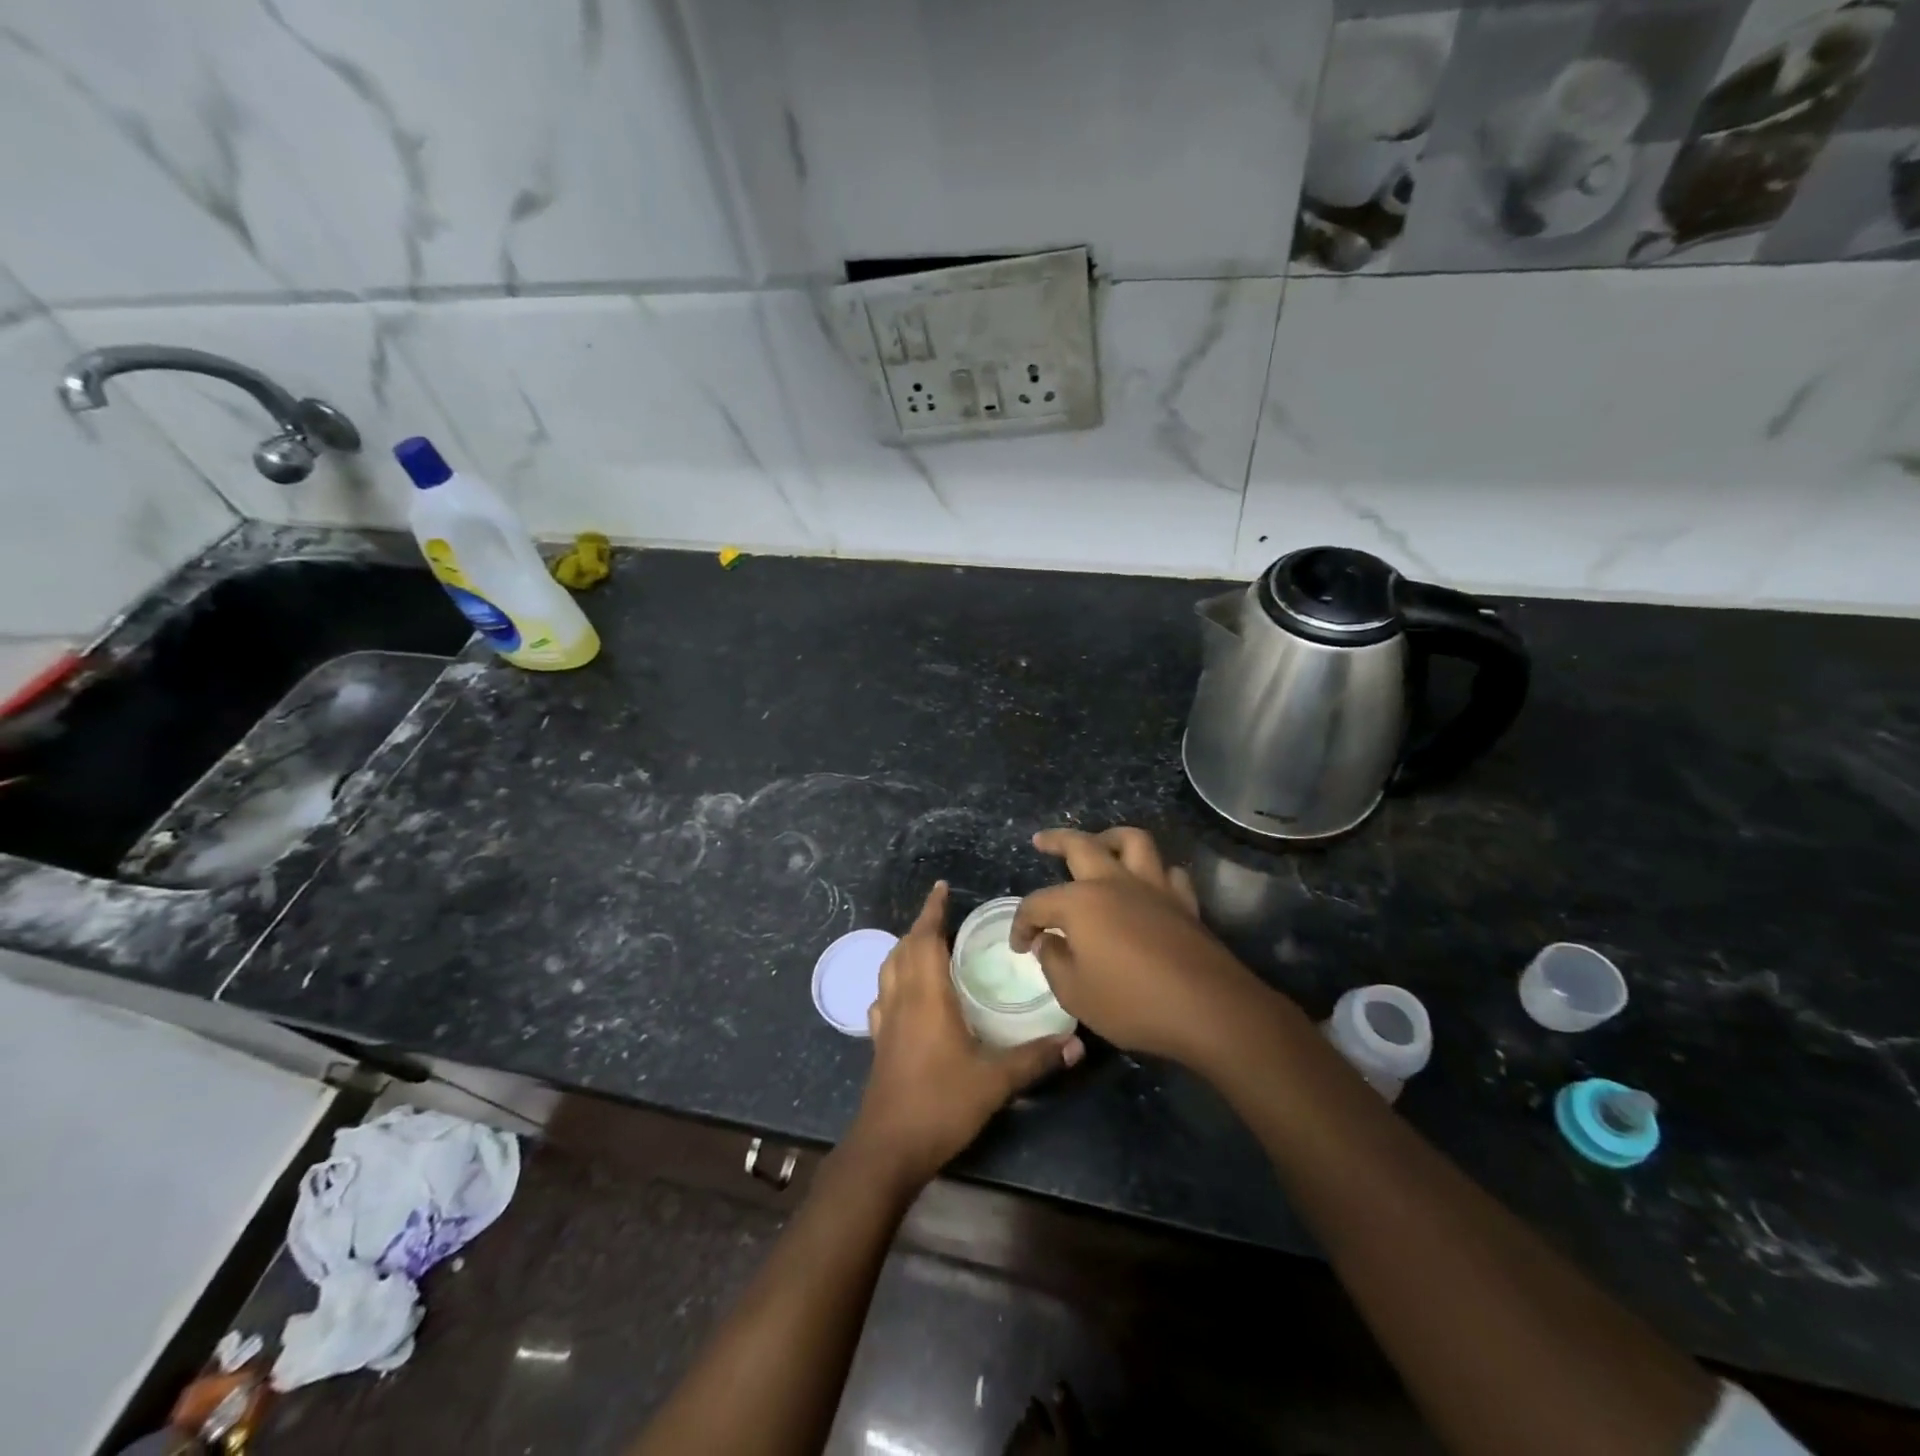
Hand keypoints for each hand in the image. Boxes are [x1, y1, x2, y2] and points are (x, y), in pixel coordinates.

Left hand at [850, 881, 1083, 1187]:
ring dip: (905, 949)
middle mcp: (901, 1000)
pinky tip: (904, 994)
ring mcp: (885, 1022)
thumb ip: (1035, 1058)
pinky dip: (893, 981)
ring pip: (889, 969)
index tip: (941, 887)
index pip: (925, 939)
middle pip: (905, 949)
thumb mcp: (995, 1081)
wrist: (888, 1148)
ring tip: (926, 943)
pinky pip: (883, 997)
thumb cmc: (940, 1104)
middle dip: (922, 925)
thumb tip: (1077, 1042)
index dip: (932, 910)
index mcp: (926, 996)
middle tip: (944, 913)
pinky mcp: (878, 1043)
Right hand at [1011, 827, 1271, 1066]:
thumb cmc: (1132, 1003)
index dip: (1022, 923)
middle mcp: (1115, 883)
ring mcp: (1154, 887)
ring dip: (1110, 837)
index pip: (1038, 903)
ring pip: (1132, 841)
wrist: (1208, 1009)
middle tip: (1041, 840)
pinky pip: (1168, 872)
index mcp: (1081, 902)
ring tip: (1100, 843)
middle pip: (1080, 845)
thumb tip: (1048, 941)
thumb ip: (1054, 962)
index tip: (1020, 946)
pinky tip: (1149, 882)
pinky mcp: (1184, 902)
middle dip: (1056, 840)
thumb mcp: (1075, 993)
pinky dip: (1155, 871)